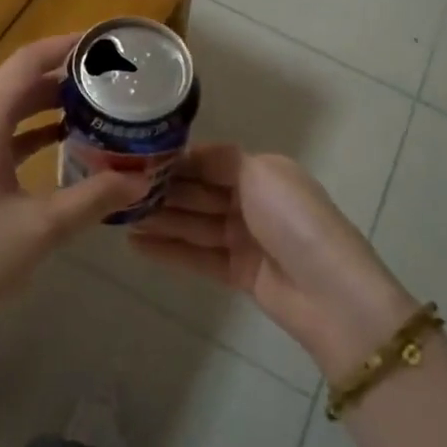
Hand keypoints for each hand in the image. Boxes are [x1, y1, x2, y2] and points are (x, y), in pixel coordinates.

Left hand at [0, 35, 149, 342]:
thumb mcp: (40, 229)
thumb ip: (93, 198)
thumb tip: (140, 180)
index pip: (25, 63)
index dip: (64, 46)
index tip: (102, 43)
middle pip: (15, 85)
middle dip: (61, 79)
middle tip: (108, 82)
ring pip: (3, 113)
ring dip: (43, 108)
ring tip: (91, 111)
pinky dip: (24, 136)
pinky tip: (56, 149)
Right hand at [130, 147, 420, 377]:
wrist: (330, 293)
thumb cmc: (294, 220)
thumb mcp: (260, 173)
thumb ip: (219, 161)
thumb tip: (184, 154)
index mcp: (262, 172)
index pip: (208, 162)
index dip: (175, 162)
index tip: (135, 162)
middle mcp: (253, 201)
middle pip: (198, 193)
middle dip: (161, 192)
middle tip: (116, 191)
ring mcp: (246, 239)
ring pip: (194, 224)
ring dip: (159, 220)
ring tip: (118, 218)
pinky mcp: (239, 273)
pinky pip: (197, 256)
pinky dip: (169, 250)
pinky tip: (136, 245)